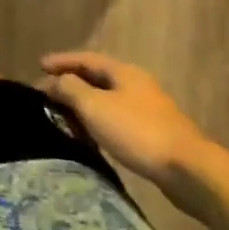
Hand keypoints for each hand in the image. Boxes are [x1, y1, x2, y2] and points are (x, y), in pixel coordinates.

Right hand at [40, 54, 213, 202]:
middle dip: (71, 82)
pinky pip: (117, 119)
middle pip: (97, 78)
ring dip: (84, 104)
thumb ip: (71, 89)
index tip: (39, 65)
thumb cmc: (138, 131)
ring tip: (64, 114)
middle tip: (48, 92)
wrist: (189, 170)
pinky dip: (99, 121)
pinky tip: (91, 135)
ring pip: (107, 99)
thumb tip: (55, 80)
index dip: (62, 60)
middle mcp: (136, 84)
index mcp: (123, 72)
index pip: (86, 58)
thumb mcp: (95, 106)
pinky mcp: (154, 133)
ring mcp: (148, 109)